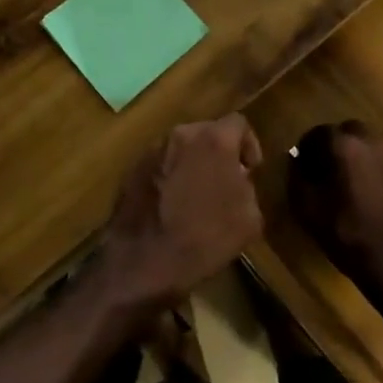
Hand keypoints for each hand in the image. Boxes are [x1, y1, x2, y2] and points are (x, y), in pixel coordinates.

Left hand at [100, 115, 264, 308]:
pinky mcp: (132, 168)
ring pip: (181, 147)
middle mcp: (181, 134)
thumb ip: (247, 186)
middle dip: (219, 152)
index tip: (249, 170)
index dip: (249, 144)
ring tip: (196, 195)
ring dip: (192, 163)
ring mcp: (153, 150)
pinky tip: (172, 204)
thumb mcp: (250, 217)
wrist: (146, 259)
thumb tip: (237, 179)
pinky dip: (170, 175)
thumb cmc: (206, 238)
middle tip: (225, 182)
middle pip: (207, 132)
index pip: (238, 123)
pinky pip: (161, 164)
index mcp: (214, 140)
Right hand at [287, 121, 382, 296]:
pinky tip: (366, 191)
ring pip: (368, 143)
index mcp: (344, 145)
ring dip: (354, 154)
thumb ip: (297, 177)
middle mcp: (371, 142)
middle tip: (324, 169)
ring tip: (346, 179)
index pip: (318, 132)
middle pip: (347, 131)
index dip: (306, 148)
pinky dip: (372, 167)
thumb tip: (296, 161)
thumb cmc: (346, 232)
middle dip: (333, 145)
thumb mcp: (307, 207)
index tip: (301, 166)